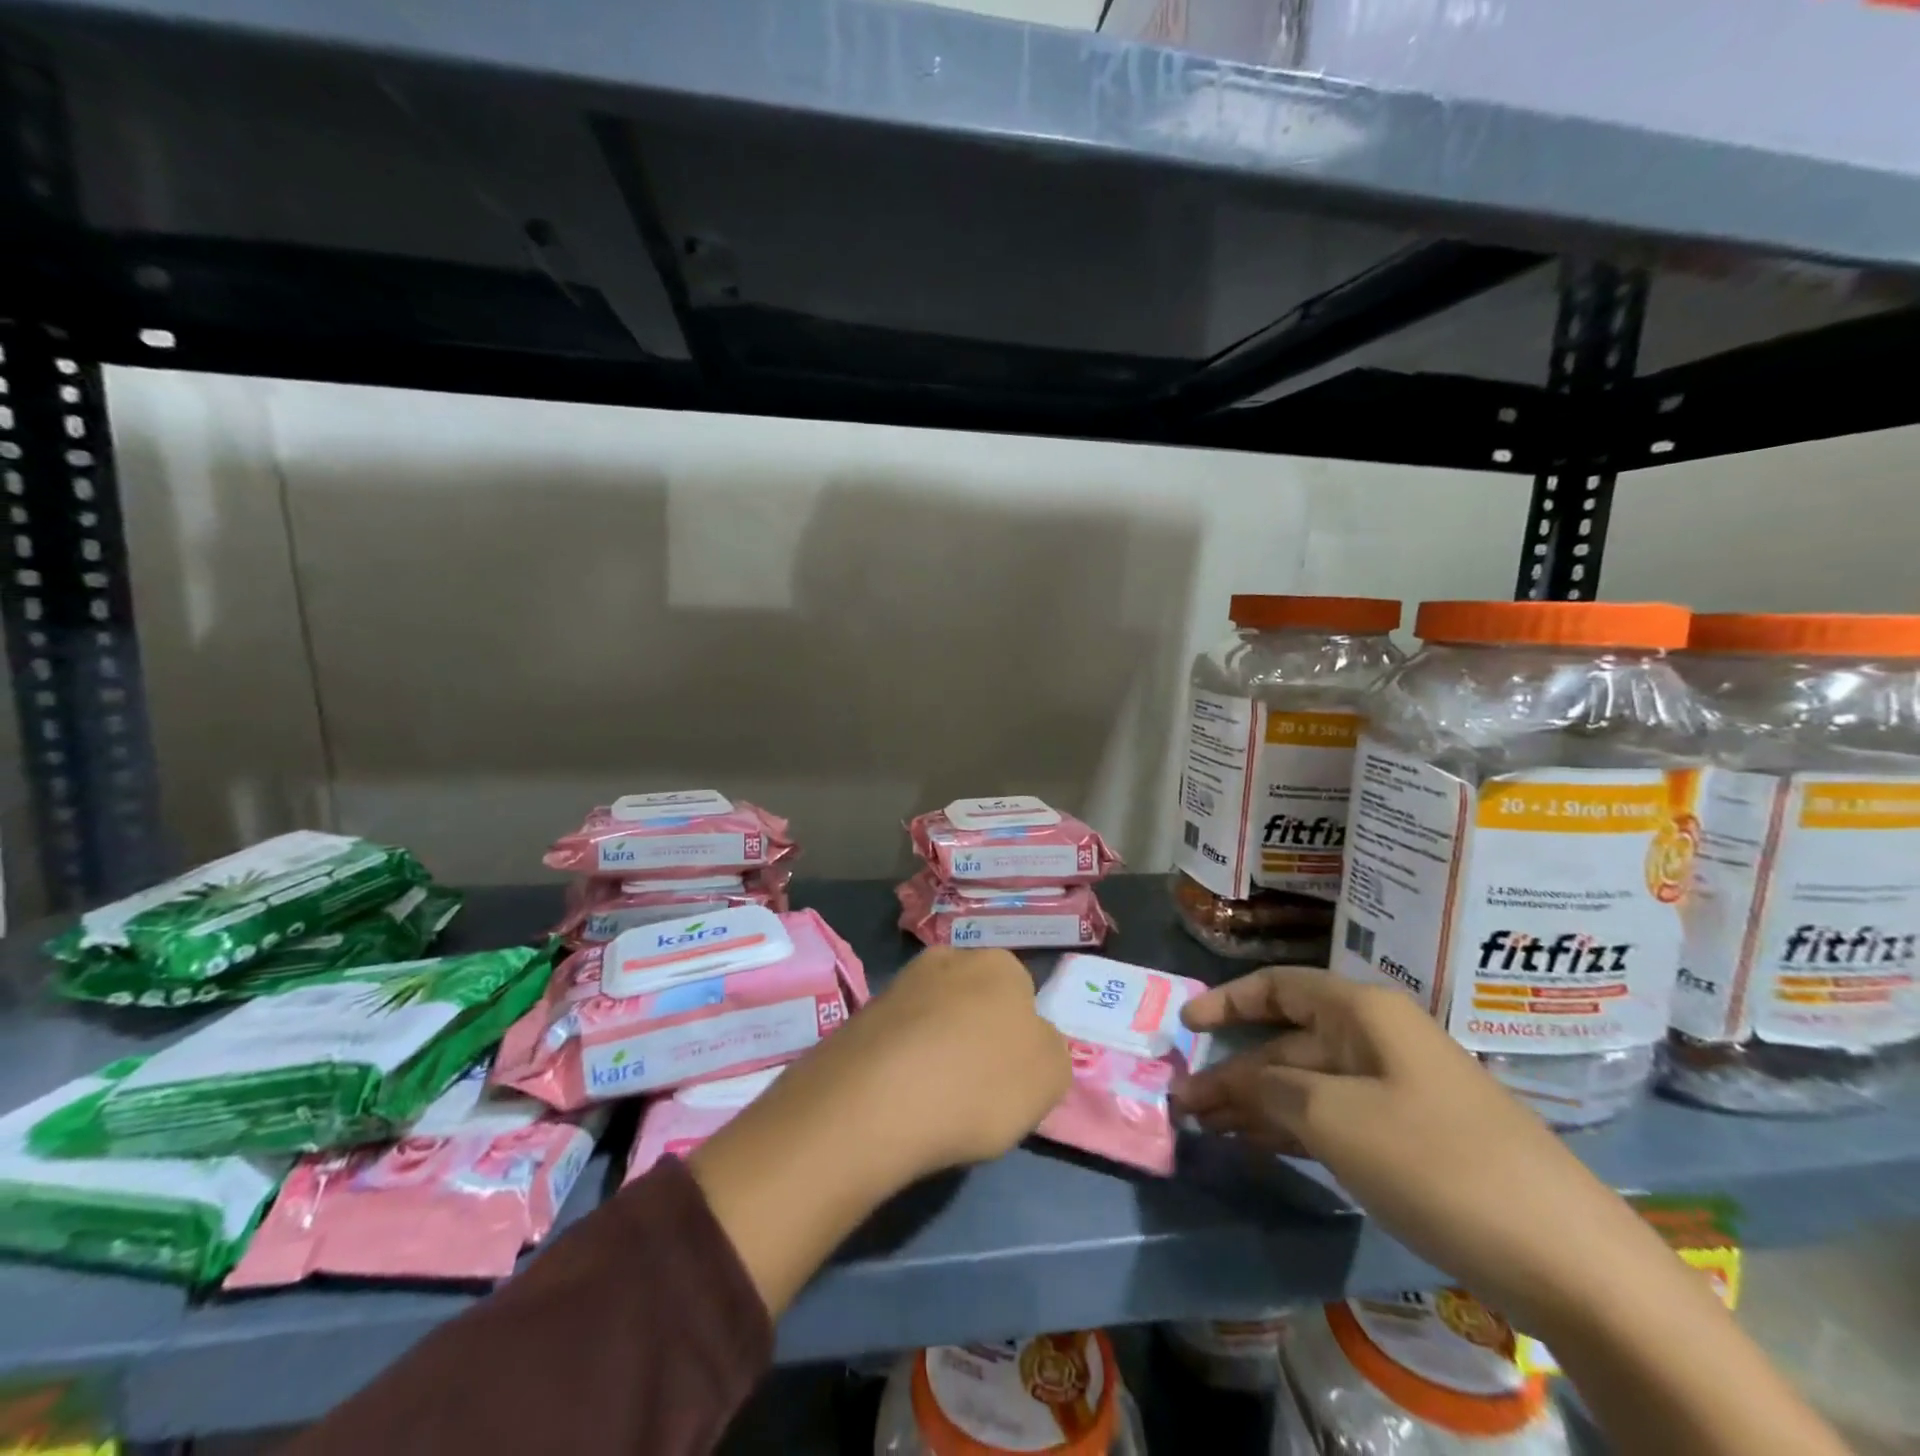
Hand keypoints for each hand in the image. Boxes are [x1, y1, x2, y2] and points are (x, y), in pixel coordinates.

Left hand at [798, 946, 1071, 1178]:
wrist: (876, 1101)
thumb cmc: (980, 1082)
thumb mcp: (1050, 1076)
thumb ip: (1050, 1050)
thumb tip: (1032, 1041)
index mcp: (1000, 963)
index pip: (1022, 993)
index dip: (1020, 1035)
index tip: (1012, 1074)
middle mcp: (949, 957)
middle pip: (975, 998)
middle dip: (976, 1033)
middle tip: (976, 1085)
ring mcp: (900, 984)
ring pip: (933, 1016)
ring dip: (937, 1046)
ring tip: (935, 1098)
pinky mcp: (862, 1015)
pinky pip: (898, 1039)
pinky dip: (903, 1062)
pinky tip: (901, 1097)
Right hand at [1175, 966, 1664, 1335]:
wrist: (1571, 1258)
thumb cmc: (1435, 1161)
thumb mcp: (1333, 1119)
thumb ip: (1268, 1090)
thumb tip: (1229, 1082)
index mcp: (1363, 1013)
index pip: (1278, 987)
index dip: (1227, 1001)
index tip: (1184, 1027)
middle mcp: (1378, 1040)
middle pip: (1288, 1041)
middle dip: (1234, 1070)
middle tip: (1185, 1104)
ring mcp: (1398, 1090)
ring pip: (1308, 1083)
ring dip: (1257, 1103)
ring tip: (1207, 1128)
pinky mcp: (1413, 1139)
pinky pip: (1335, 1118)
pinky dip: (1293, 1129)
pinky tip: (1260, 1148)